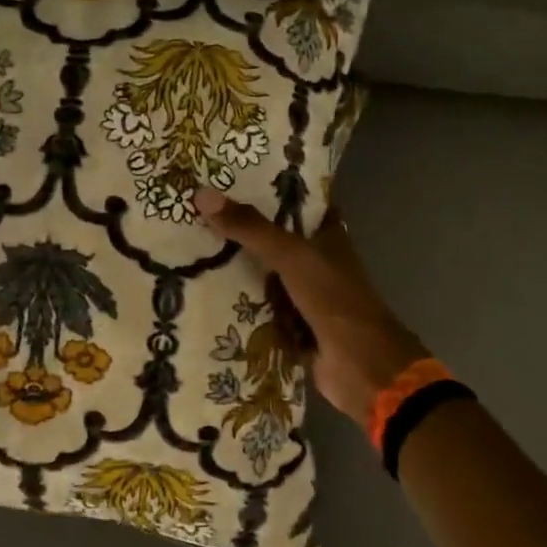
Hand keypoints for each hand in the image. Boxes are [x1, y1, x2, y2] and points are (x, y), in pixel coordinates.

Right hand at [193, 187, 426, 424]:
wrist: (360, 366)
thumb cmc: (334, 300)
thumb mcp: (292, 256)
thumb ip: (251, 229)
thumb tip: (201, 194)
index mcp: (328, 238)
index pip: (297, 205)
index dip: (269, 191)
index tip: (228, 180)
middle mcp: (317, 264)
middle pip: (274, 242)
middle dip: (241, 232)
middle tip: (193, 216)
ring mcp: (304, 298)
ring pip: (264, 277)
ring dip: (234, 270)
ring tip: (187, 250)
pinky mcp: (291, 329)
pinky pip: (258, 311)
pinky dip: (237, 307)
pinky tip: (201, 295)